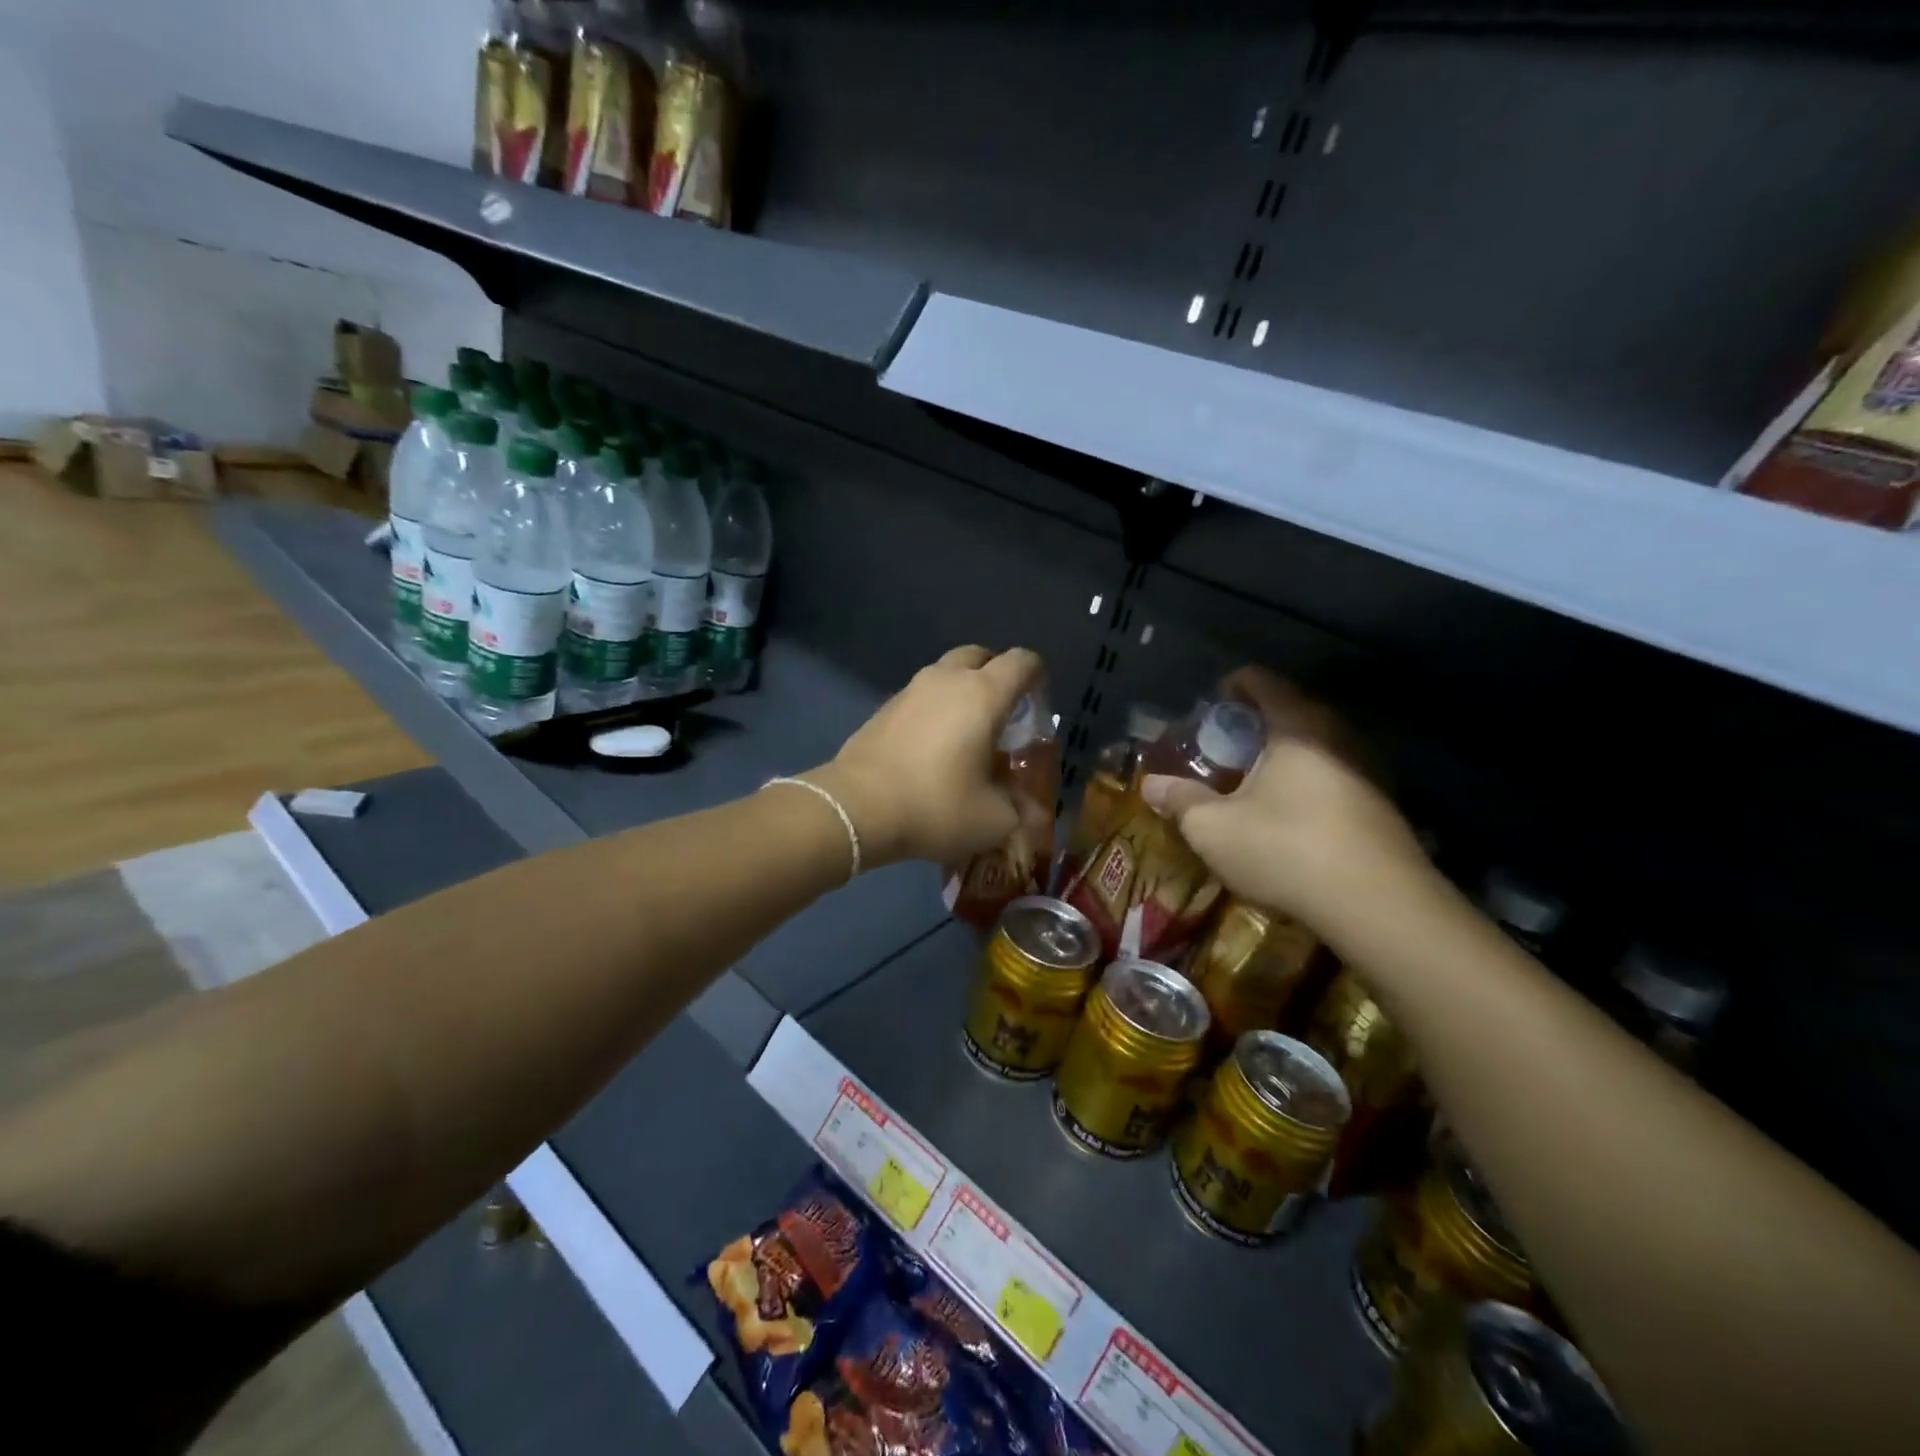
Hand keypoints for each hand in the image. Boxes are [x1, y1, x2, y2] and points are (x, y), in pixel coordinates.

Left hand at [810, 645, 1042, 868]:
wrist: (856, 809)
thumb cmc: (936, 806)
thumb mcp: (993, 820)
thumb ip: (1019, 809)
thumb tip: (1031, 812)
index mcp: (982, 694)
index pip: (1022, 662)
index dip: (1037, 677)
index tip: (1037, 707)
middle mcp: (946, 680)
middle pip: (980, 656)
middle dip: (996, 676)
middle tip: (1003, 714)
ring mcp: (909, 691)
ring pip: (945, 674)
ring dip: (962, 692)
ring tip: (967, 734)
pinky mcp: (883, 709)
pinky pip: (920, 697)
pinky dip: (934, 710)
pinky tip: (932, 748)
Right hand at [1141, 667, 1430, 928]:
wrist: (1379, 906)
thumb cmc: (1284, 849)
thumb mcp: (1213, 828)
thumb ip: (1180, 801)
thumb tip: (1149, 785)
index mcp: (1296, 727)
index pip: (1261, 682)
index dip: (1232, 687)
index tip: (1211, 707)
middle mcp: (1337, 737)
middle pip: (1292, 711)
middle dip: (1256, 726)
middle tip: (1226, 750)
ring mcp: (1367, 770)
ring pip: (1317, 747)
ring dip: (1284, 758)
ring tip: (1254, 785)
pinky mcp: (1382, 806)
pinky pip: (1335, 777)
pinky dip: (1307, 784)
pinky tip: (1290, 819)